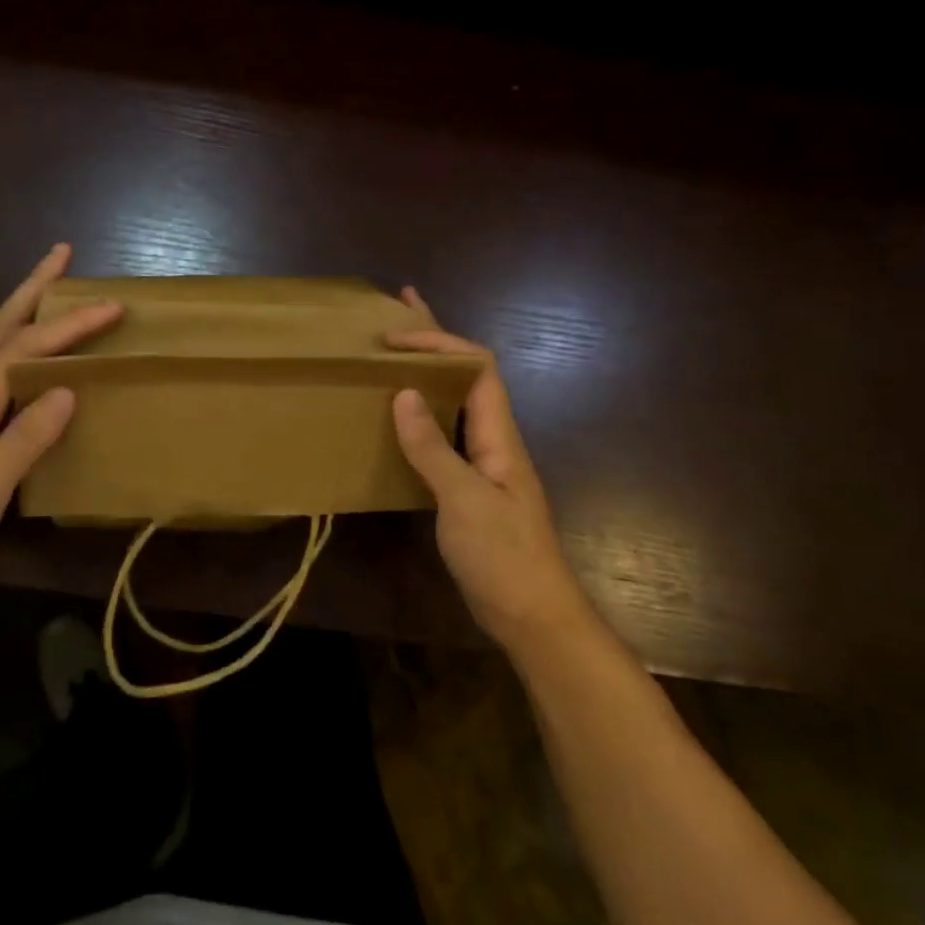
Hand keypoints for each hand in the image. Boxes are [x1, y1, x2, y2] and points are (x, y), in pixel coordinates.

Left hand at [0, 243, 120, 595]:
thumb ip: (24, 439)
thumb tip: (66, 391)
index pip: (28, 347)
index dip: (71, 324)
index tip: (111, 306)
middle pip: (1, 324)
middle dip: (34, 286)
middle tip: (62, 253)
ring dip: (21, 304)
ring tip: (47, 282)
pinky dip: (9, 332)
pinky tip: (18, 342)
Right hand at [386, 287, 585, 653]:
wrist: (532, 617)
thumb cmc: (504, 556)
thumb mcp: (463, 500)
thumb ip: (432, 447)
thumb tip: (403, 394)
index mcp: (499, 435)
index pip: (476, 367)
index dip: (440, 343)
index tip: (396, 338)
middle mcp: (492, 439)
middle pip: (466, 374)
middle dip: (436, 339)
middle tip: (400, 307)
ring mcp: (481, 463)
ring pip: (452, 402)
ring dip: (426, 373)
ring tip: (392, 353)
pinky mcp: (467, 487)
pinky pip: (441, 435)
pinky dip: (419, 414)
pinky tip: (397, 417)